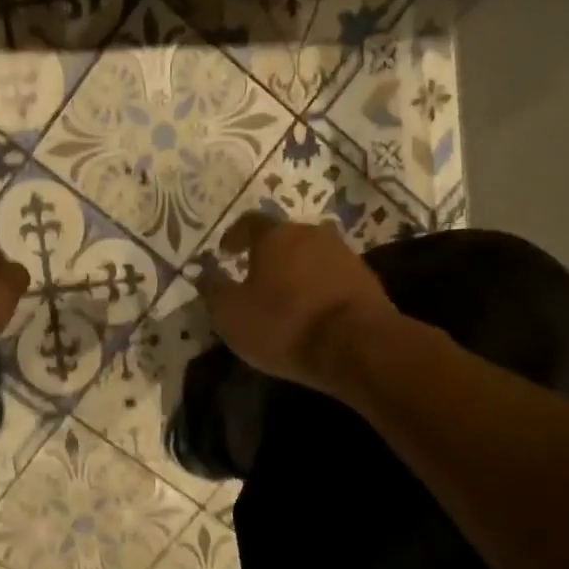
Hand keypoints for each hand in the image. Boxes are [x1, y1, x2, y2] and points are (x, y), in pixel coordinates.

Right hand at [198, 213, 398, 393]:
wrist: (355, 345)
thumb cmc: (283, 324)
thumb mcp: (231, 313)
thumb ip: (213, 288)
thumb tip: (202, 271)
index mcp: (275, 235)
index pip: (248, 222)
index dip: (234, 236)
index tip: (224, 253)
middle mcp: (312, 233)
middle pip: (284, 237)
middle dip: (267, 254)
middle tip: (254, 276)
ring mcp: (343, 254)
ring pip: (311, 256)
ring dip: (296, 271)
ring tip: (284, 296)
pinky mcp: (366, 279)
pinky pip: (332, 277)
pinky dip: (318, 288)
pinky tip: (311, 310)